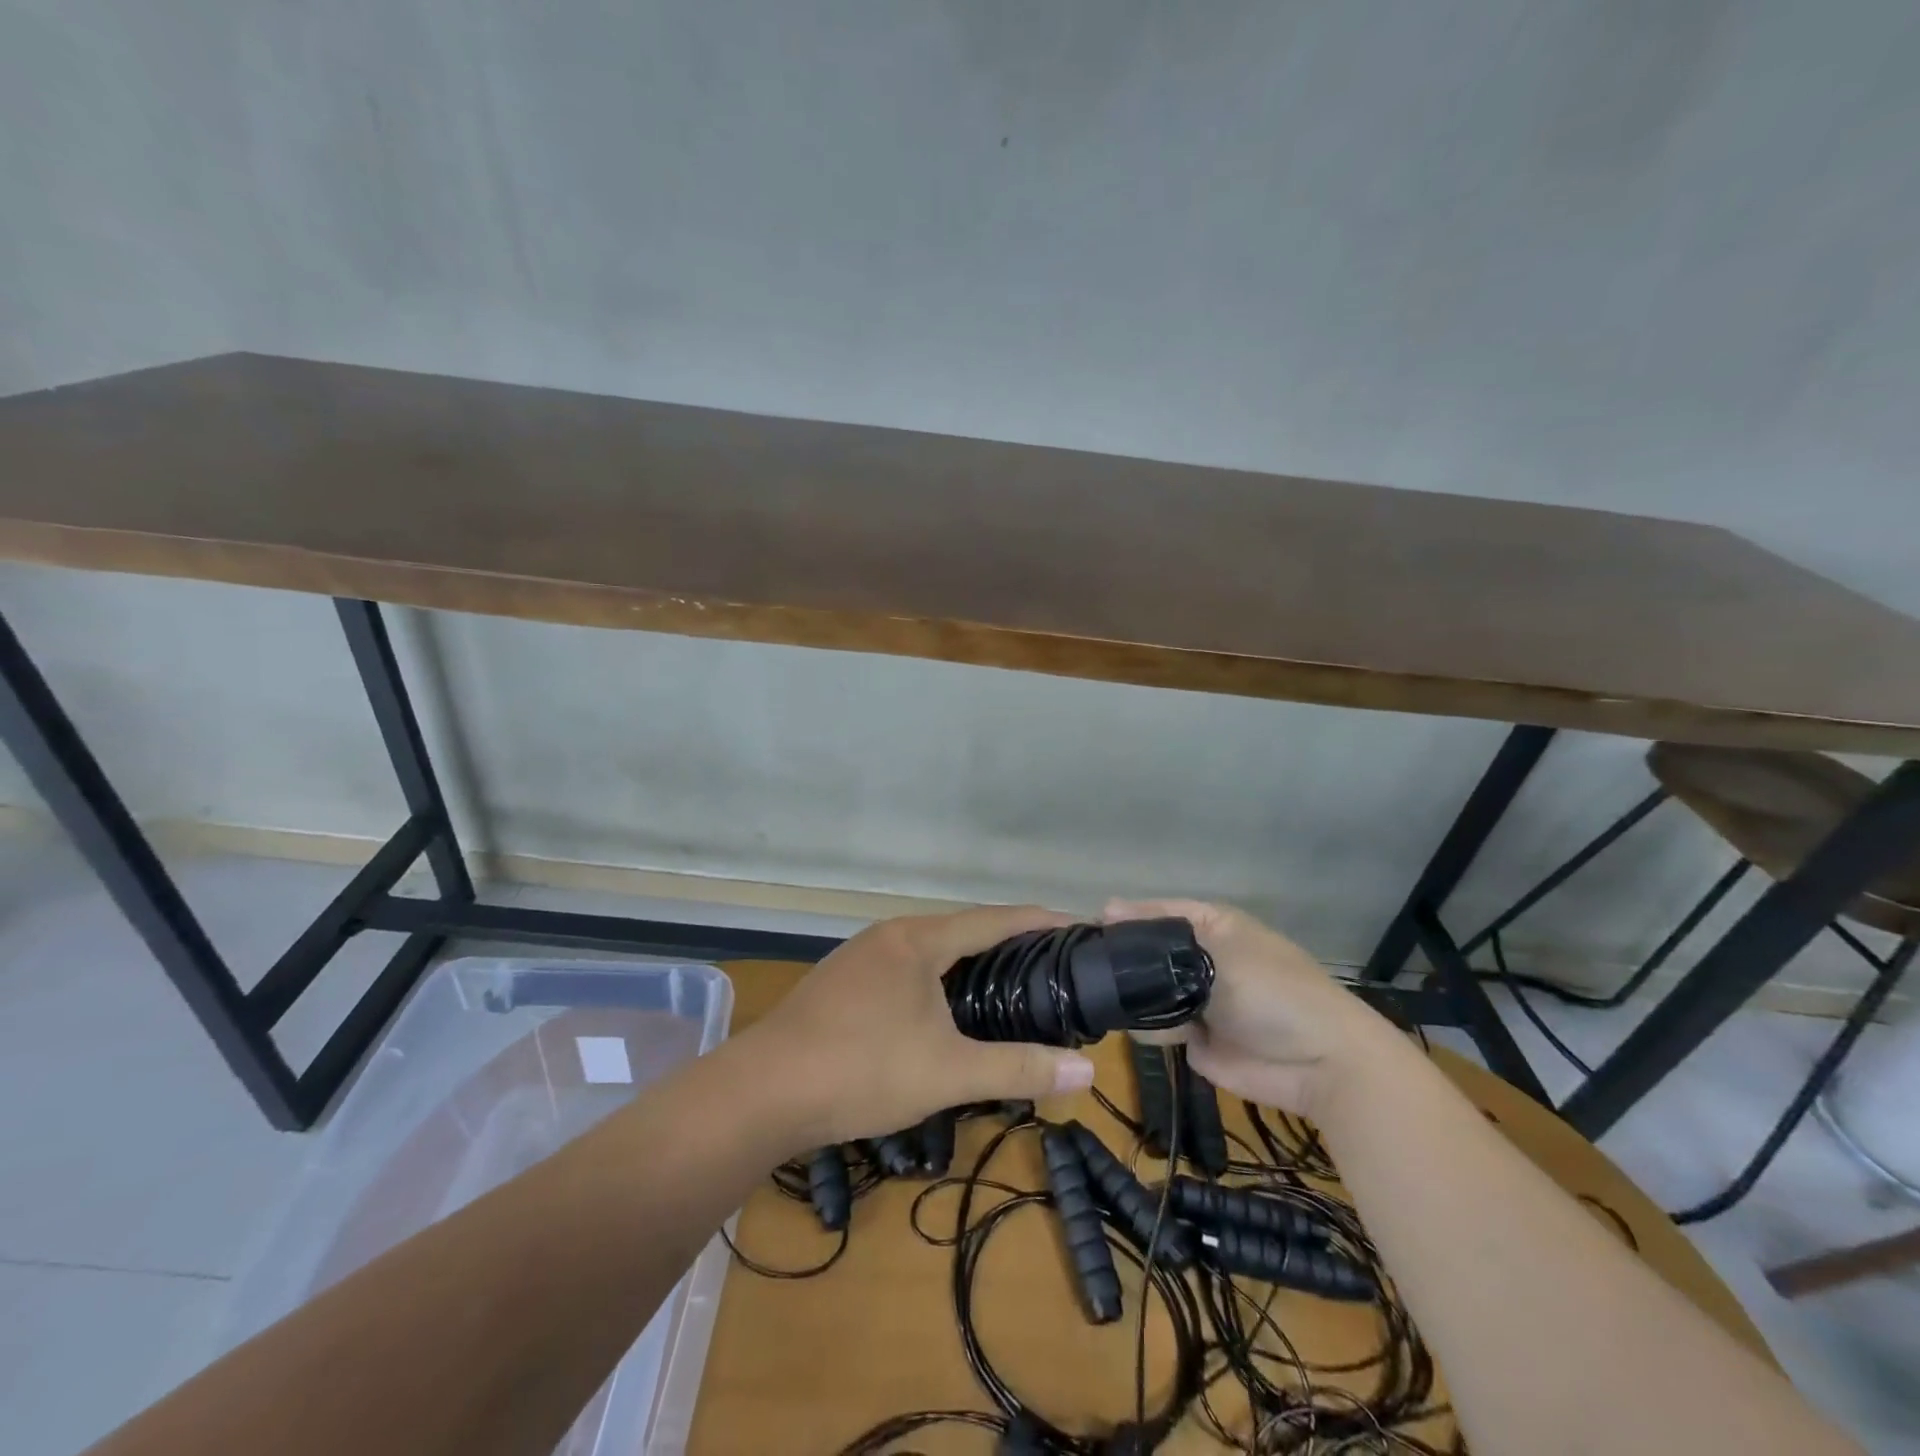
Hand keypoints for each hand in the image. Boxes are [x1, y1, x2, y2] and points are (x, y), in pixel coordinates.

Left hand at [745, 905, 1099, 1148]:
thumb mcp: (948, 1073)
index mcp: (918, 940)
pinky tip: (938, 1011)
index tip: (1074, 924)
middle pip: (960, 930)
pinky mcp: (838, 984)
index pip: (992, 919)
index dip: (1036, 921)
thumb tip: (1087, 1073)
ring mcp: (858, 958)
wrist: (762, 1092)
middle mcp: (889, 936)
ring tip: (1002, 986)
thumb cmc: (861, 1070)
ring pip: (927, 951)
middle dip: (1004, 943)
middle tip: (1047, 965)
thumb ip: (1018, 1069)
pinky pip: (901, 969)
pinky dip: (933, 980)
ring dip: (965, 963)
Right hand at [1104, 898, 1397, 1117]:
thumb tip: (1107, 908)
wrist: (1320, 1064)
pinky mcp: (1192, 1037)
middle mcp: (1198, 958)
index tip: (1088, 925)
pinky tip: (1131, 1021)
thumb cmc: (1274, 991)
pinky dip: (1147, 1025)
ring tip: (1102, 992)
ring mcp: (1194, 999)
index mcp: (1210, 926)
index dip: (1125, 916)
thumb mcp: (1220, 950)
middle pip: (1146, 951)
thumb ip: (1160, 936)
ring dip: (1131, 993)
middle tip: (1085, 962)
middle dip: (1121, 957)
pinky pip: (1155, 1025)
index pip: (1157, 911)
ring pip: (1145, 989)